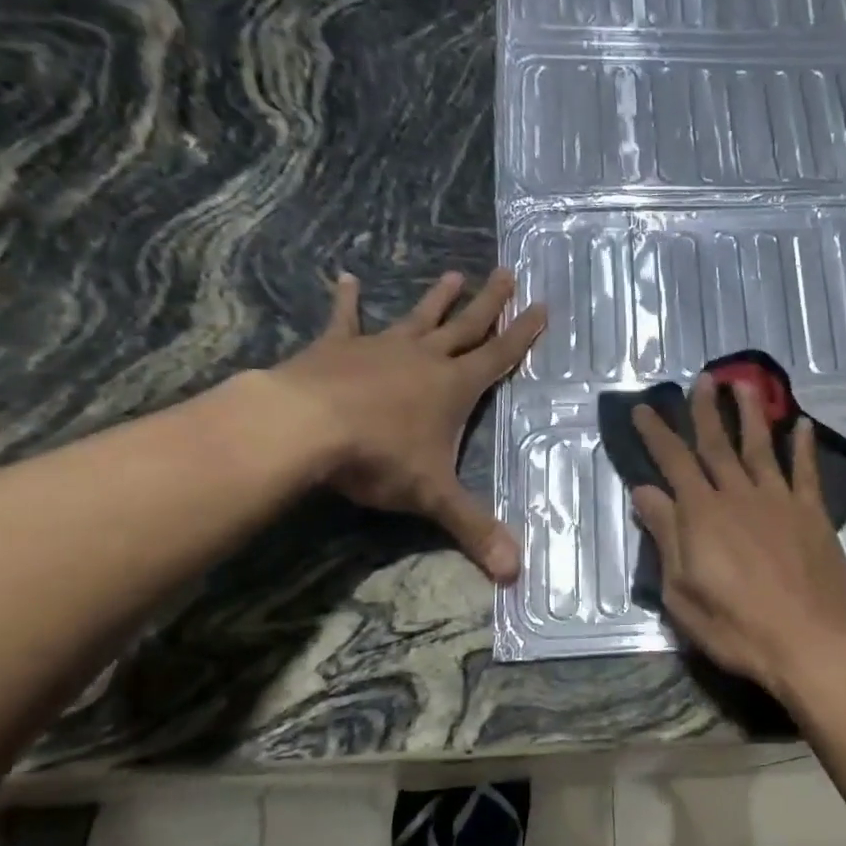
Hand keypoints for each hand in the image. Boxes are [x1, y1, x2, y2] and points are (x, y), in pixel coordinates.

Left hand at [264, 269, 546, 581]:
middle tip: (508, 272)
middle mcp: (424, 359)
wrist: (303, 428)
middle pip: (466, 326)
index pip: (499, 357)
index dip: (523, 334)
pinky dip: (347, 300)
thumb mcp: (433, 496)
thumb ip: (475, 530)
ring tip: (454, 274)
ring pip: (418, 318)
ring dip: (438, 299)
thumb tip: (516, 574)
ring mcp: (380, 348)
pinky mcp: (336, 348)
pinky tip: (345, 278)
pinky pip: (345, 320)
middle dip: (490, 303)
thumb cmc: (378, 457)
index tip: (542, 305)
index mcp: (454, 387)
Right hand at [631, 376, 845, 698]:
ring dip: (751, 414)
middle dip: (706, 410)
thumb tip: (644, 492)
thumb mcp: (682, 591)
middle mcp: (739, 496)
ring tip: (744, 385)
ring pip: (761, 447)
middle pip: (718, 444)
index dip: (656, 433)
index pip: (673, 462)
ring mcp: (779, 501)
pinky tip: (803, 425)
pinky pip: (806, 472)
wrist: (809, 642)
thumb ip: (666, 537)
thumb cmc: (736, 627)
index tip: (644, 408)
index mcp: (702, 515)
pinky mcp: (812, 514)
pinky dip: (804, 446)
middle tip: (701, 379)